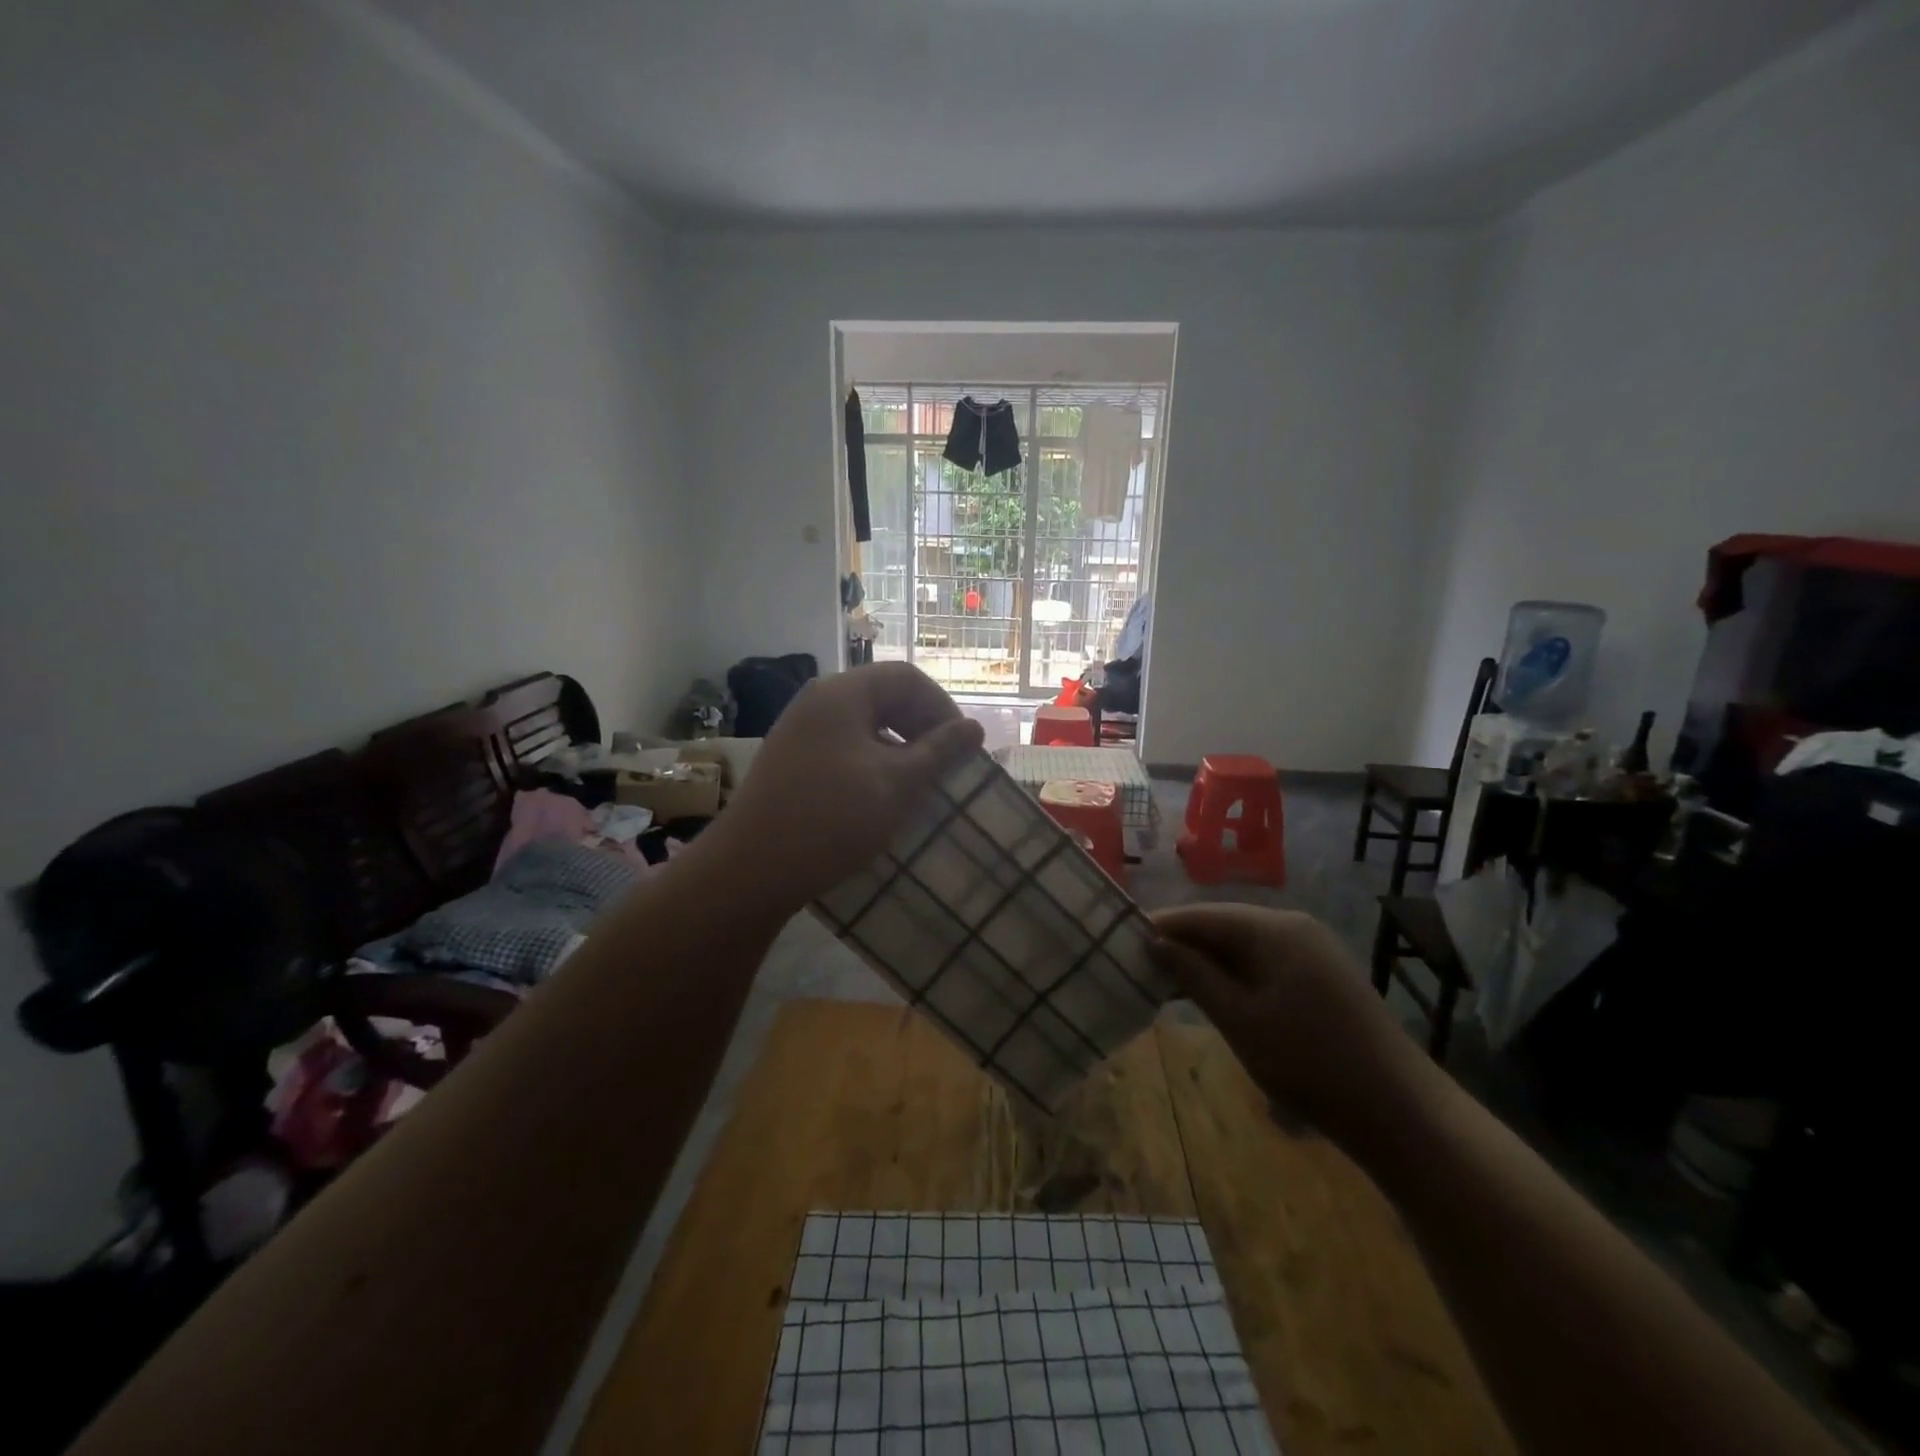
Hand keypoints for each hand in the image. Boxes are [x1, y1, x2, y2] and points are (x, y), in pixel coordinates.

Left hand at [706, 663, 984, 909]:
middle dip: (921, 726)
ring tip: (919, 784)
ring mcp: (799, 732)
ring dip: (899, 748)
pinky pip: (843, 748)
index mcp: (842, 693)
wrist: (751, 870)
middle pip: (883, 697)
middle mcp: (817, 702)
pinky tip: (882, 797)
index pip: (906, 678)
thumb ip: (939, 751)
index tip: (964, 746)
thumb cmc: (833, 818)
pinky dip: (872, 763)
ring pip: (864, 726)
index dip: (942, 706)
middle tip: (946, 765)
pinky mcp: (791, 763)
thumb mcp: (897, 783)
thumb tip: (974, 727)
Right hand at [1152, 905, 1437, 1146]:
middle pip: (1222, 925)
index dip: (1161, 927)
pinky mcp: (1322, 975)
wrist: (1399, 1110)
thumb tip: (1154, 941)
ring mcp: (1312, 949)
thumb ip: (1193, 975)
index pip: (1201, 915)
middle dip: (1182, 944)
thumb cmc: (1309, 1062)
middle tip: (1139, 966)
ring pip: (1243, 944)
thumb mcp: (1239, 1019)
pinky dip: (1235, 974)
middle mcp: (1293, 926)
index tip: (1121, 941)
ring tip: (1167, 983)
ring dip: (1207, 962)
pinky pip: (1265, 961)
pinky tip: (1214, 996)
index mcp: (1273, 928)